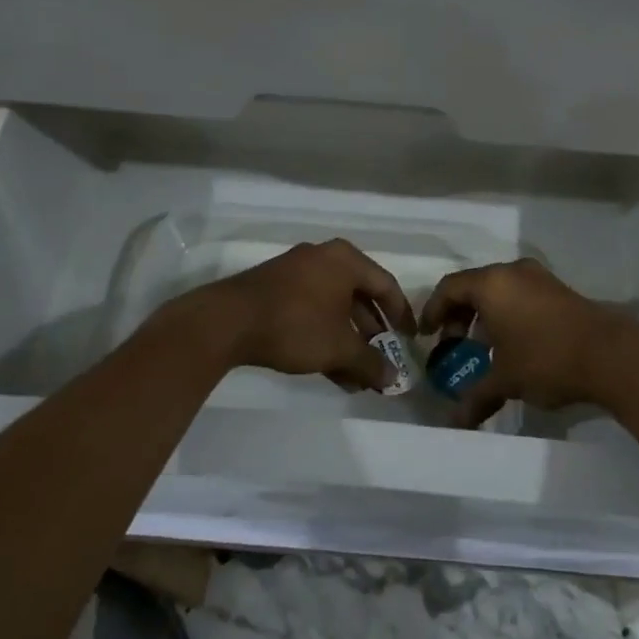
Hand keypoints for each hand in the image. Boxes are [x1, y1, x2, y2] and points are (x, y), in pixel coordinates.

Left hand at [189, 239, 415, 392]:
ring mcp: (296, 272)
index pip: (386, 286)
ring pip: (334, 308)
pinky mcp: (275, 290)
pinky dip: (325, 336)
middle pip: (360, 297)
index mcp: (346, 260)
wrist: (227, 321)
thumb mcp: (339, 348)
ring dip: (349, 342)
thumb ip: (370, 363)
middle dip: (373, 335)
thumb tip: (394, 379)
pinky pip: (312, 311)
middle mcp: (323, 258)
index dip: (403, 316)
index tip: (411, 341)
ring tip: (358, 377)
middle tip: (383, 361)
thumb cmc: (295, 325)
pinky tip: (331, 371)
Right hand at [421, 258, 638, 426]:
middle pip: (474, 286)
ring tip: (484, 347)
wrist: (612, 355)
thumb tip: (454, 423)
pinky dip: (508, 312)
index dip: (433, 311)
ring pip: (500, 289)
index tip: (427, 336)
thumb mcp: (506, 380)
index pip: (449, 288)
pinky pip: (521, 294)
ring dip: (485, 314)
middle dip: (459, 314)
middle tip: (453, 343)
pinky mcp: (560, 290)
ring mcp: (540, 278)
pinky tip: (514, 343)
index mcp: (492, 284)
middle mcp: (513, 272)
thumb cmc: (546, 359)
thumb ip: (476, 397)